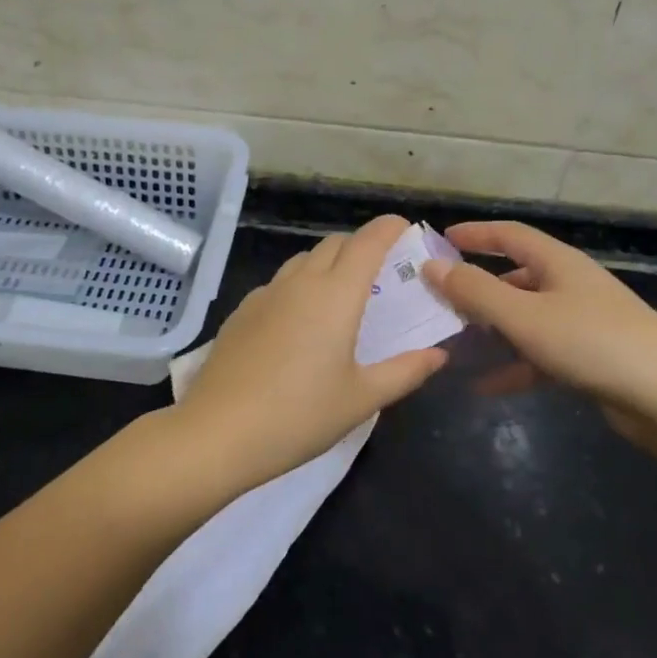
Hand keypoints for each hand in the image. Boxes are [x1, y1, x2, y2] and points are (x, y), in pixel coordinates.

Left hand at [171, 215, 447, 495]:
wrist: (218, 432)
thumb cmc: (299, 416)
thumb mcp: (361, 399)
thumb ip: (404, 371)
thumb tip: (438, 354)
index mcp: (336, 295)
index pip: (367, 243)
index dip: (388, 228)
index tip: (403, 225)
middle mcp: (300, 283)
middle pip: (334, 244)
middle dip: (360, 244)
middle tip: (380, 268)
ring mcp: (266, 294)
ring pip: (303, 260)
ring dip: (328, 261)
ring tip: (342, 291)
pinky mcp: (242, 311)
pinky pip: (279, 282)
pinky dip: (300, 283)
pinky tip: (300, 318)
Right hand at [423, 221, 656, 444]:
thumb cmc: (593, 342)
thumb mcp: (524, 315)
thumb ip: (475, 291)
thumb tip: (432, 266)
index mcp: (558, 263)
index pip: (509, 235)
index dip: (474, 234)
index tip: (439, 241)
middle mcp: (569, 286)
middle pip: (514, 278)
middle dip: (476, 289)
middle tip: (437, 302)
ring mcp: (581, 324)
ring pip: (524, 319)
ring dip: (490, 331)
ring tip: (452, 344)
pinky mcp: (588, 359)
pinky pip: (538, 356)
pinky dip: (511, 366)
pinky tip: (483, 387)